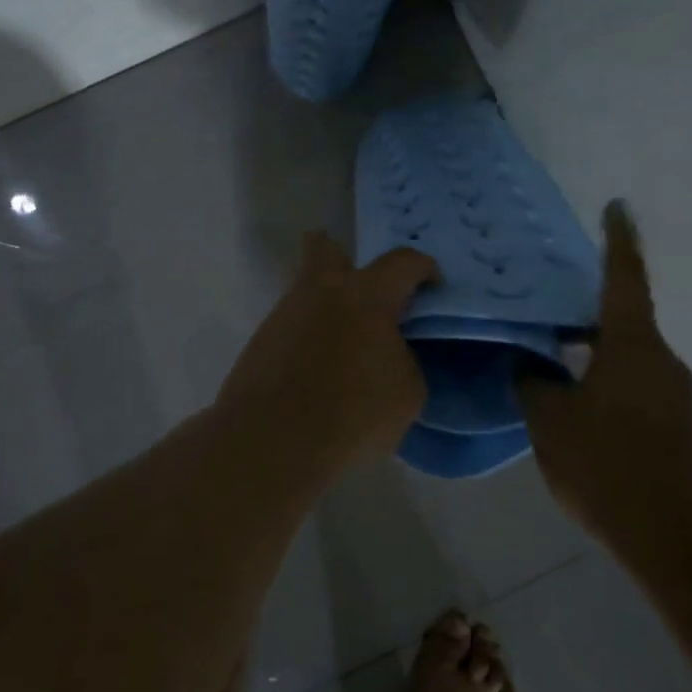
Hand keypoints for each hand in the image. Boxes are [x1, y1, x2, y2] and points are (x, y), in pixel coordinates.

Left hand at [218, 233, 437, 472]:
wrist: (271, 442)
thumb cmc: (352, 413)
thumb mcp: (407, 392)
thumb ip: (405, 358)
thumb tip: (389, 352)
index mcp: (365, 294)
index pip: (403, 261)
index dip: (423, 269)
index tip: (431, 288)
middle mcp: (320, 292)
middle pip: (325, 249)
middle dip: (345, 258)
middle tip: (364, 291)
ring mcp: (283, 315)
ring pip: (306, 294)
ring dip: (327, 309)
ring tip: (345, 349)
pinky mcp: (260, 343)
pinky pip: (291, 328)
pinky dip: (308, 340)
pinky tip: (317, 371)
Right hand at [518, 203, 691, 539]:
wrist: (671, 533)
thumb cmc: (604, 464)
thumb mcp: (549, 420)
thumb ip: (532, 382)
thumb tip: (529, 364)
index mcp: (632, 346)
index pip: (624, 278)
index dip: (618, 240)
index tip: (617, 207)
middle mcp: (661, 359)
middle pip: (622, 319)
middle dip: (586, 312)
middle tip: (546, 310)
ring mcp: (675, 393)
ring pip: (627, 356)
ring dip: (593, 353)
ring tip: (552, 362)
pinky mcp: (678, 423)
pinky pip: (636, 385)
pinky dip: (605, 382)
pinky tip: (576, 407)